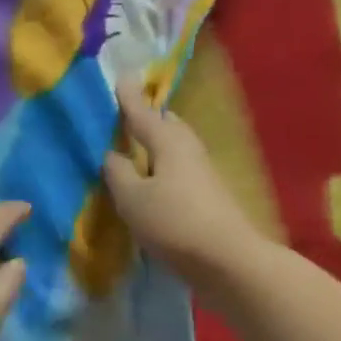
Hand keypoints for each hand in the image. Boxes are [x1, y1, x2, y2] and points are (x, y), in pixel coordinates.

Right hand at [104, 81, 266, 281]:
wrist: (228, 262)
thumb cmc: (174, 222)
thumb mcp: (132, 198)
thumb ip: (118, 173)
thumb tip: (112, 154)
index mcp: (169, 143)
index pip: (143, 114)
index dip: (129, 99)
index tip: (121, 78)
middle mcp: (189, 151)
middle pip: (169, 126)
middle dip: (151, 118)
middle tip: (131, 113)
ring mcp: (204, 174)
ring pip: (177, 147)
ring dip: (159, 143)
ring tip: (139, 145)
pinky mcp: (209, 197)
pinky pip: (181, 169)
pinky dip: (165, 166)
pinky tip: (154, 179)